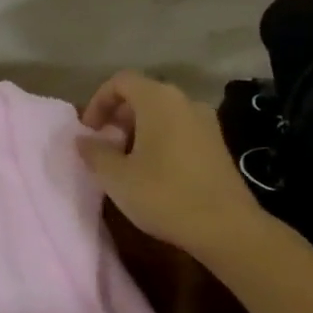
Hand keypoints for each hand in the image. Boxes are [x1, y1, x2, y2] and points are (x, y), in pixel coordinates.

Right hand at [77, 71, 268, 257]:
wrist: (229, 230)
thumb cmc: (165, 195)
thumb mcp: (116, 176)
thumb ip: (94, 152)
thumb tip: (83, 140)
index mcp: (158, 100)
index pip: (120, 82)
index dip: (98, 102)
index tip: (89, 131)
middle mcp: (184, 102)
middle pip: (142, 95)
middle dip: (117, 117)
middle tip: (104, 145)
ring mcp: (206, 123)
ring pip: (161, 114)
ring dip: (138, 130)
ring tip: (125, 160)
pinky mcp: (218, 145)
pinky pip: (179, 130)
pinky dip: (159, 140)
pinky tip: (152, 171)